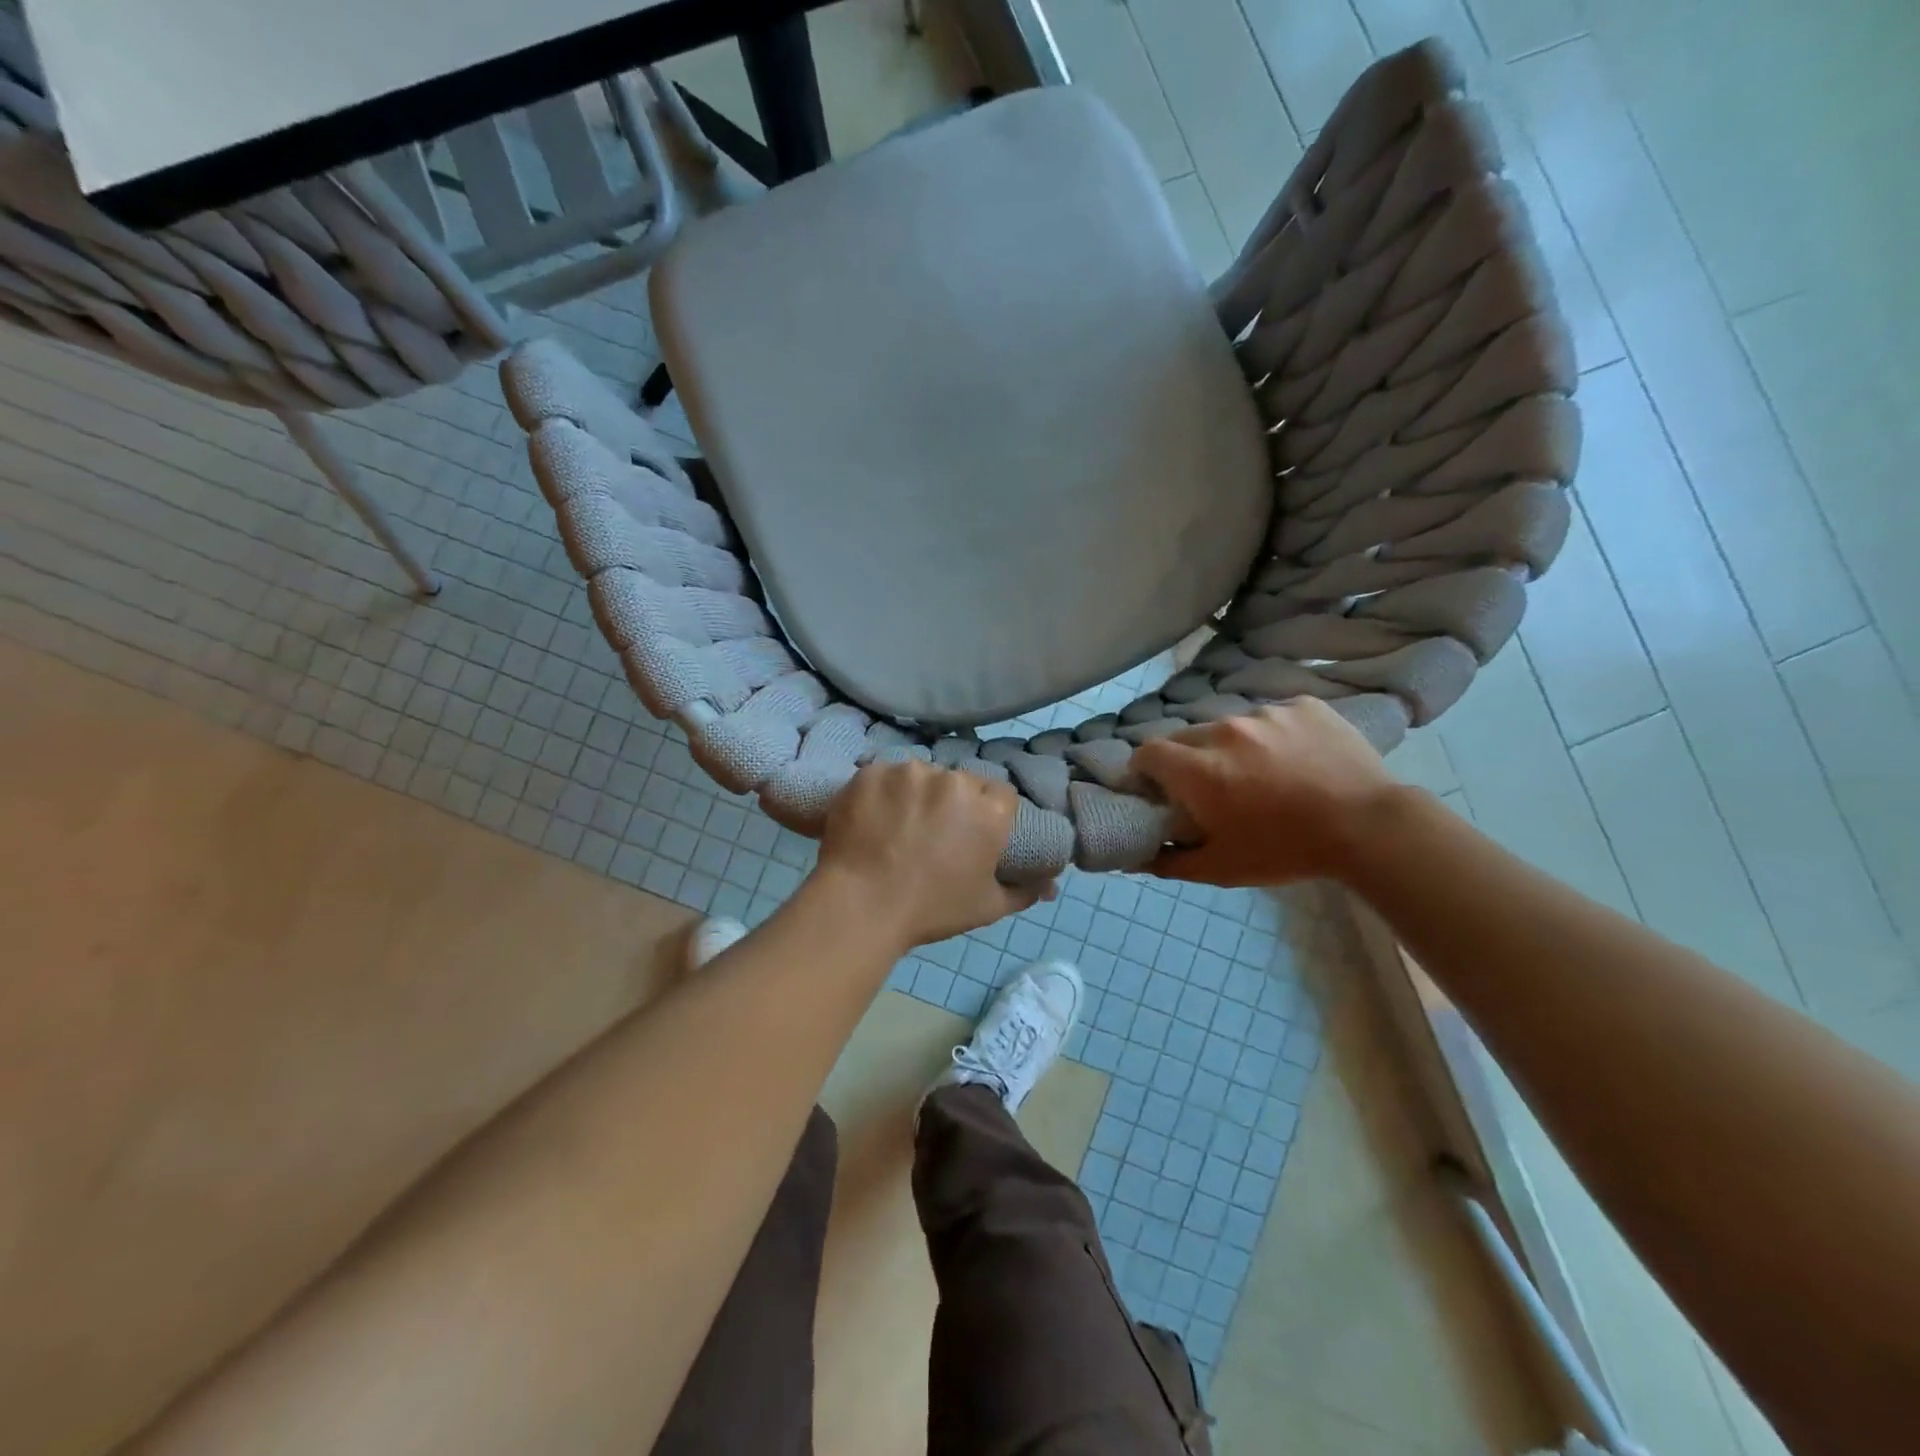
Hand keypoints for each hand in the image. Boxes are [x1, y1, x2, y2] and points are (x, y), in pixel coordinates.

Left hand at [814, 761, 1045, 948]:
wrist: (861, 906)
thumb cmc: (931, 910)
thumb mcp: (987, 908)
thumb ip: (1023, 891)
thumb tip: (1049, 887)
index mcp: (988, 809)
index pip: (1000, 796)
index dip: (988, 812)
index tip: (971, 832)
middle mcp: (953, 780)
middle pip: (960, 782)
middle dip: (952, 802)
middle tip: (932, 832)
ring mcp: (909, 772)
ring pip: (920, 775)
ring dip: (915, 794)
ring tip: (897, 825)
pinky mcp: (872, 772)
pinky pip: (883, 777)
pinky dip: (880, 794)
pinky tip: (871, 818)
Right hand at [1130, 699, 1400, 886]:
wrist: (1369, 826)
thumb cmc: (1286, 850)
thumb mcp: (1222, 868)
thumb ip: (1171, 860)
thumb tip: (1137, 858)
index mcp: (1198, 769)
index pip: (1147, 752)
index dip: (1145, 768)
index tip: (1157, 786)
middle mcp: (1224, 731)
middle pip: (1186, 736)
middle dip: (1188, 758)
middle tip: (1211, 784)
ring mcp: (1266, 713)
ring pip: (1231, 725)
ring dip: (1233, 745)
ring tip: (1262, 772)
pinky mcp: (1302, 705)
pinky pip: (1274, 715)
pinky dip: (1274, 734)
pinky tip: (1297, 758)